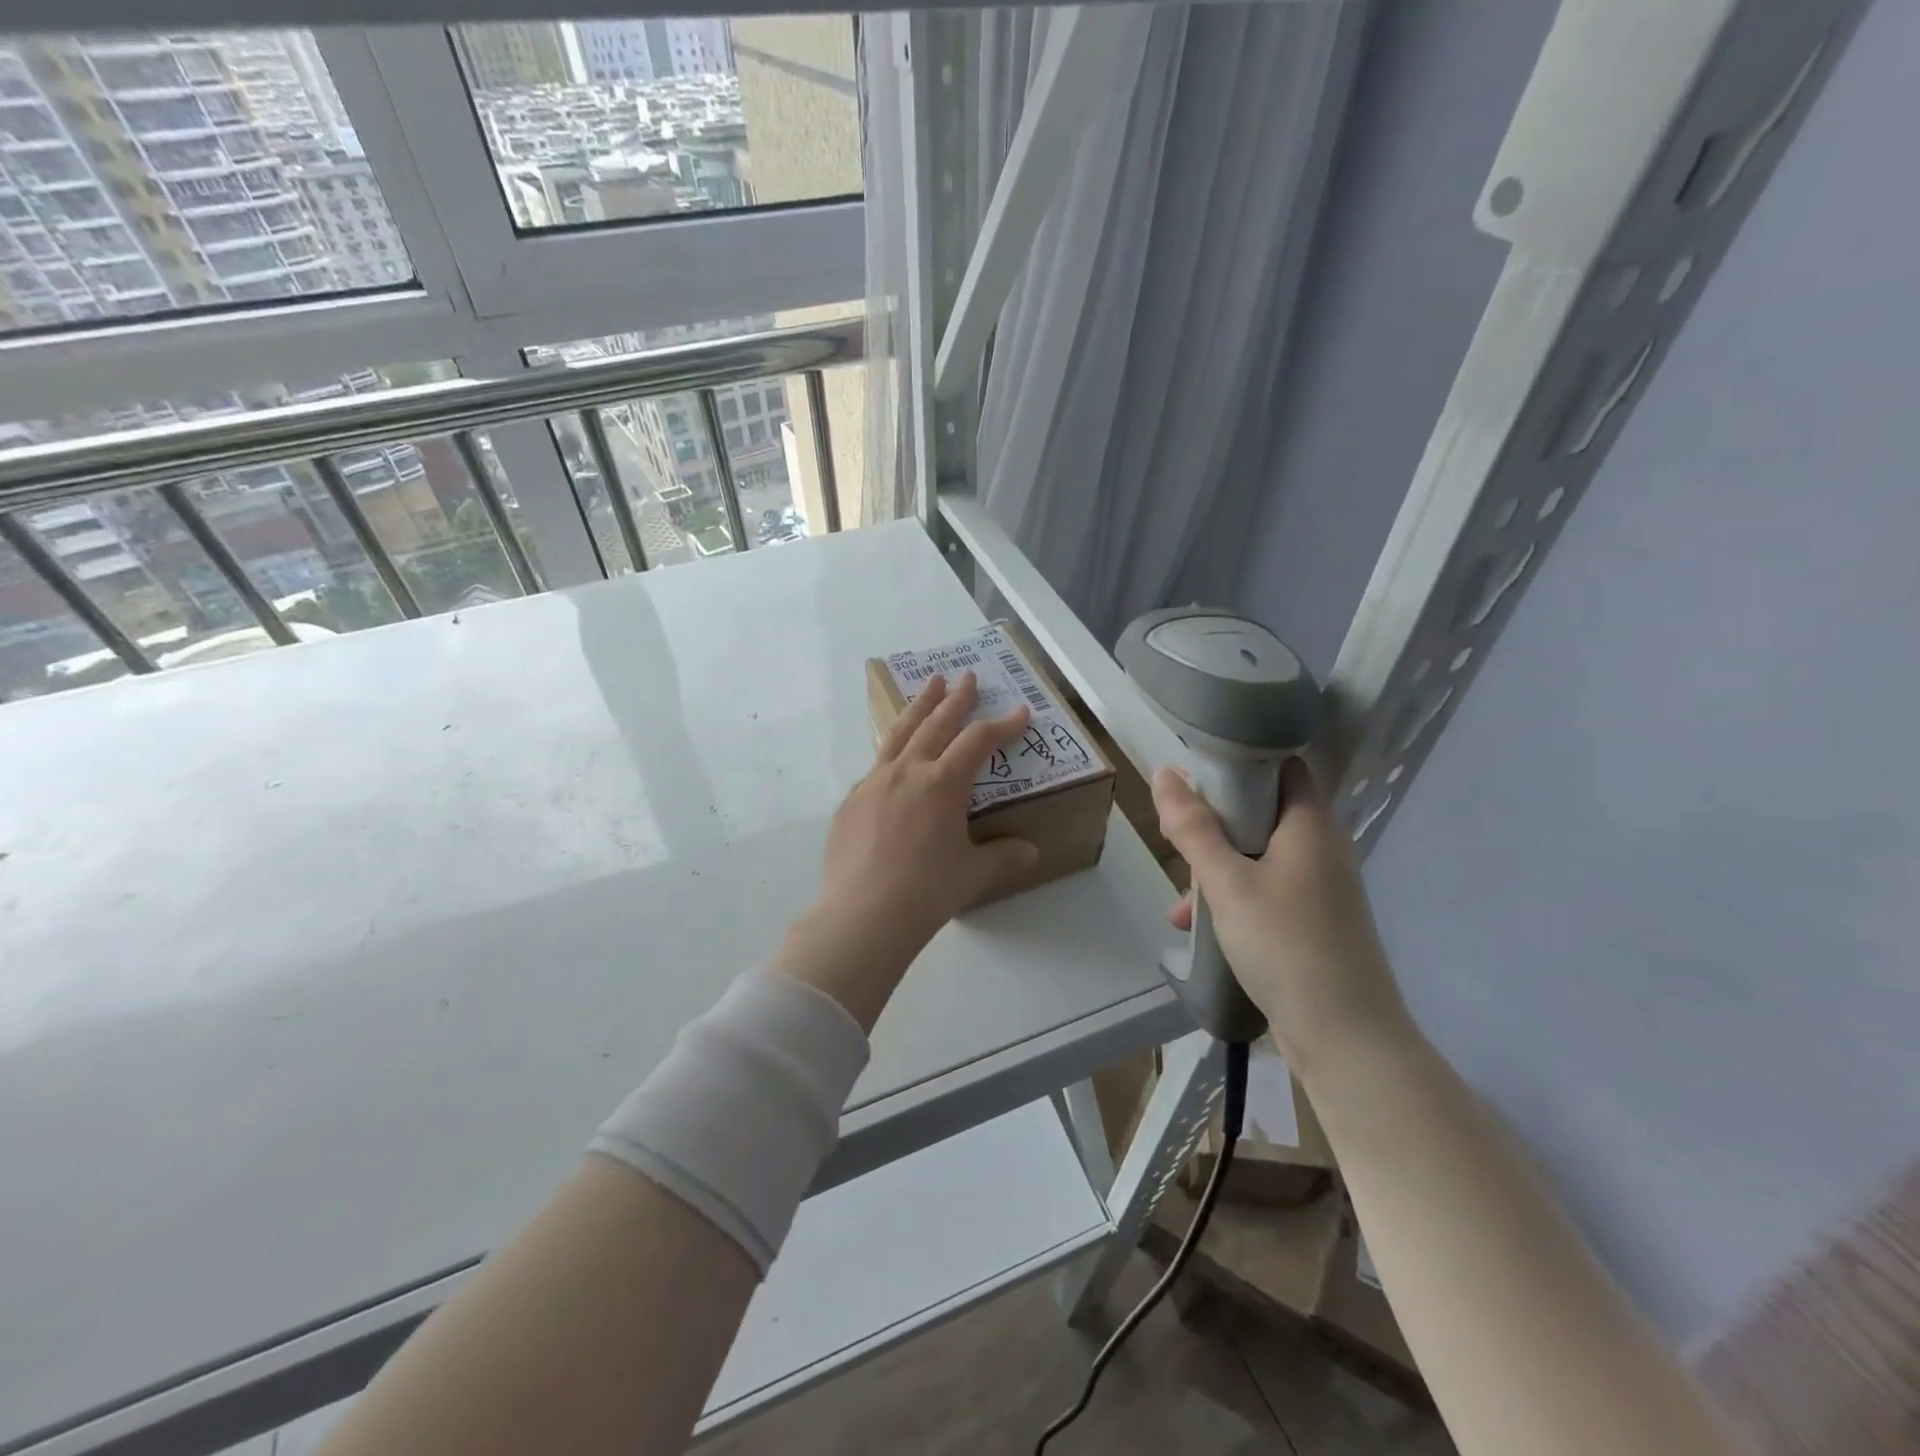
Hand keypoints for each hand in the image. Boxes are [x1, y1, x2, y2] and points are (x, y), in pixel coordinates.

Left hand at [775, 672, 1039, 1030]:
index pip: (979, 741)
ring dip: (918, 707)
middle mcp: (907, 772)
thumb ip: (1003, 857)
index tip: (1020, 711)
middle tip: (966, 676)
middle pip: (935, 723)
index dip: (1003, 725)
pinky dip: (892, 752)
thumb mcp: (973, 874)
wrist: (862, 915)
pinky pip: (876, 767)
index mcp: (942, 783)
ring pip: (899, 733)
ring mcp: (873, 784)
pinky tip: (895, 759)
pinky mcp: (851, 803)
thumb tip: (1030, 852)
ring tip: (929, 686)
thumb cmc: (927, 891)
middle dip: (955, 699)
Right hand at [1154, 757, 1413, 1075]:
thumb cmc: (1285, 944)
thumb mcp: (1227, 882)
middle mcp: (1322, 847)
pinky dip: (1234, 897)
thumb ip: (1193, 828)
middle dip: (1216, 822)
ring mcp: (1321, 887)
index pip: (1282, 766)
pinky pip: (1266, 890)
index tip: (1196, 771)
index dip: (1240, 760)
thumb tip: (1165, 773)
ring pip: (1259, 855)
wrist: (1345, 1037)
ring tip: (1180, 898)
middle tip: (1177, 833)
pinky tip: (1197, 927)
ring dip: (1218, 866)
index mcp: (1311, 824)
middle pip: (1264, 812)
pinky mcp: (1315, 921)